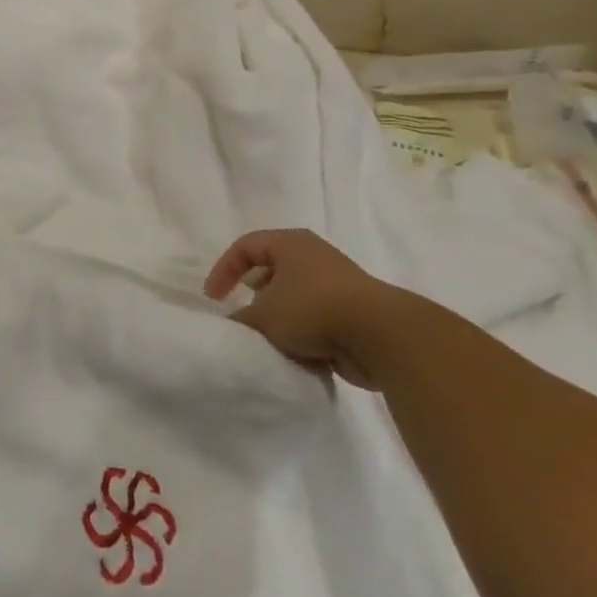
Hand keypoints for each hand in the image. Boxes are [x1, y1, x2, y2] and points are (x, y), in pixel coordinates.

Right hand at [204, 230, 404, 389]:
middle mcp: (313, 256)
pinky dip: (305, 336)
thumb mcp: (264, 315)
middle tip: (245, 317)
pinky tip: (300, 354)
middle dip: (255, 296)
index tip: (214, 299)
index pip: (245, 247)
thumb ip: (241, 319)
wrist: (382, 336)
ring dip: (281, 320)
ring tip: (271, 340)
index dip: (224, 270)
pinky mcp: (354, 313)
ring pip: (295, 298)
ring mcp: (337, 284)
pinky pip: (318, 321)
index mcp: (290, 243)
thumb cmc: (313, 309)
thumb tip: (235, 324)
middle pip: (272, 270)